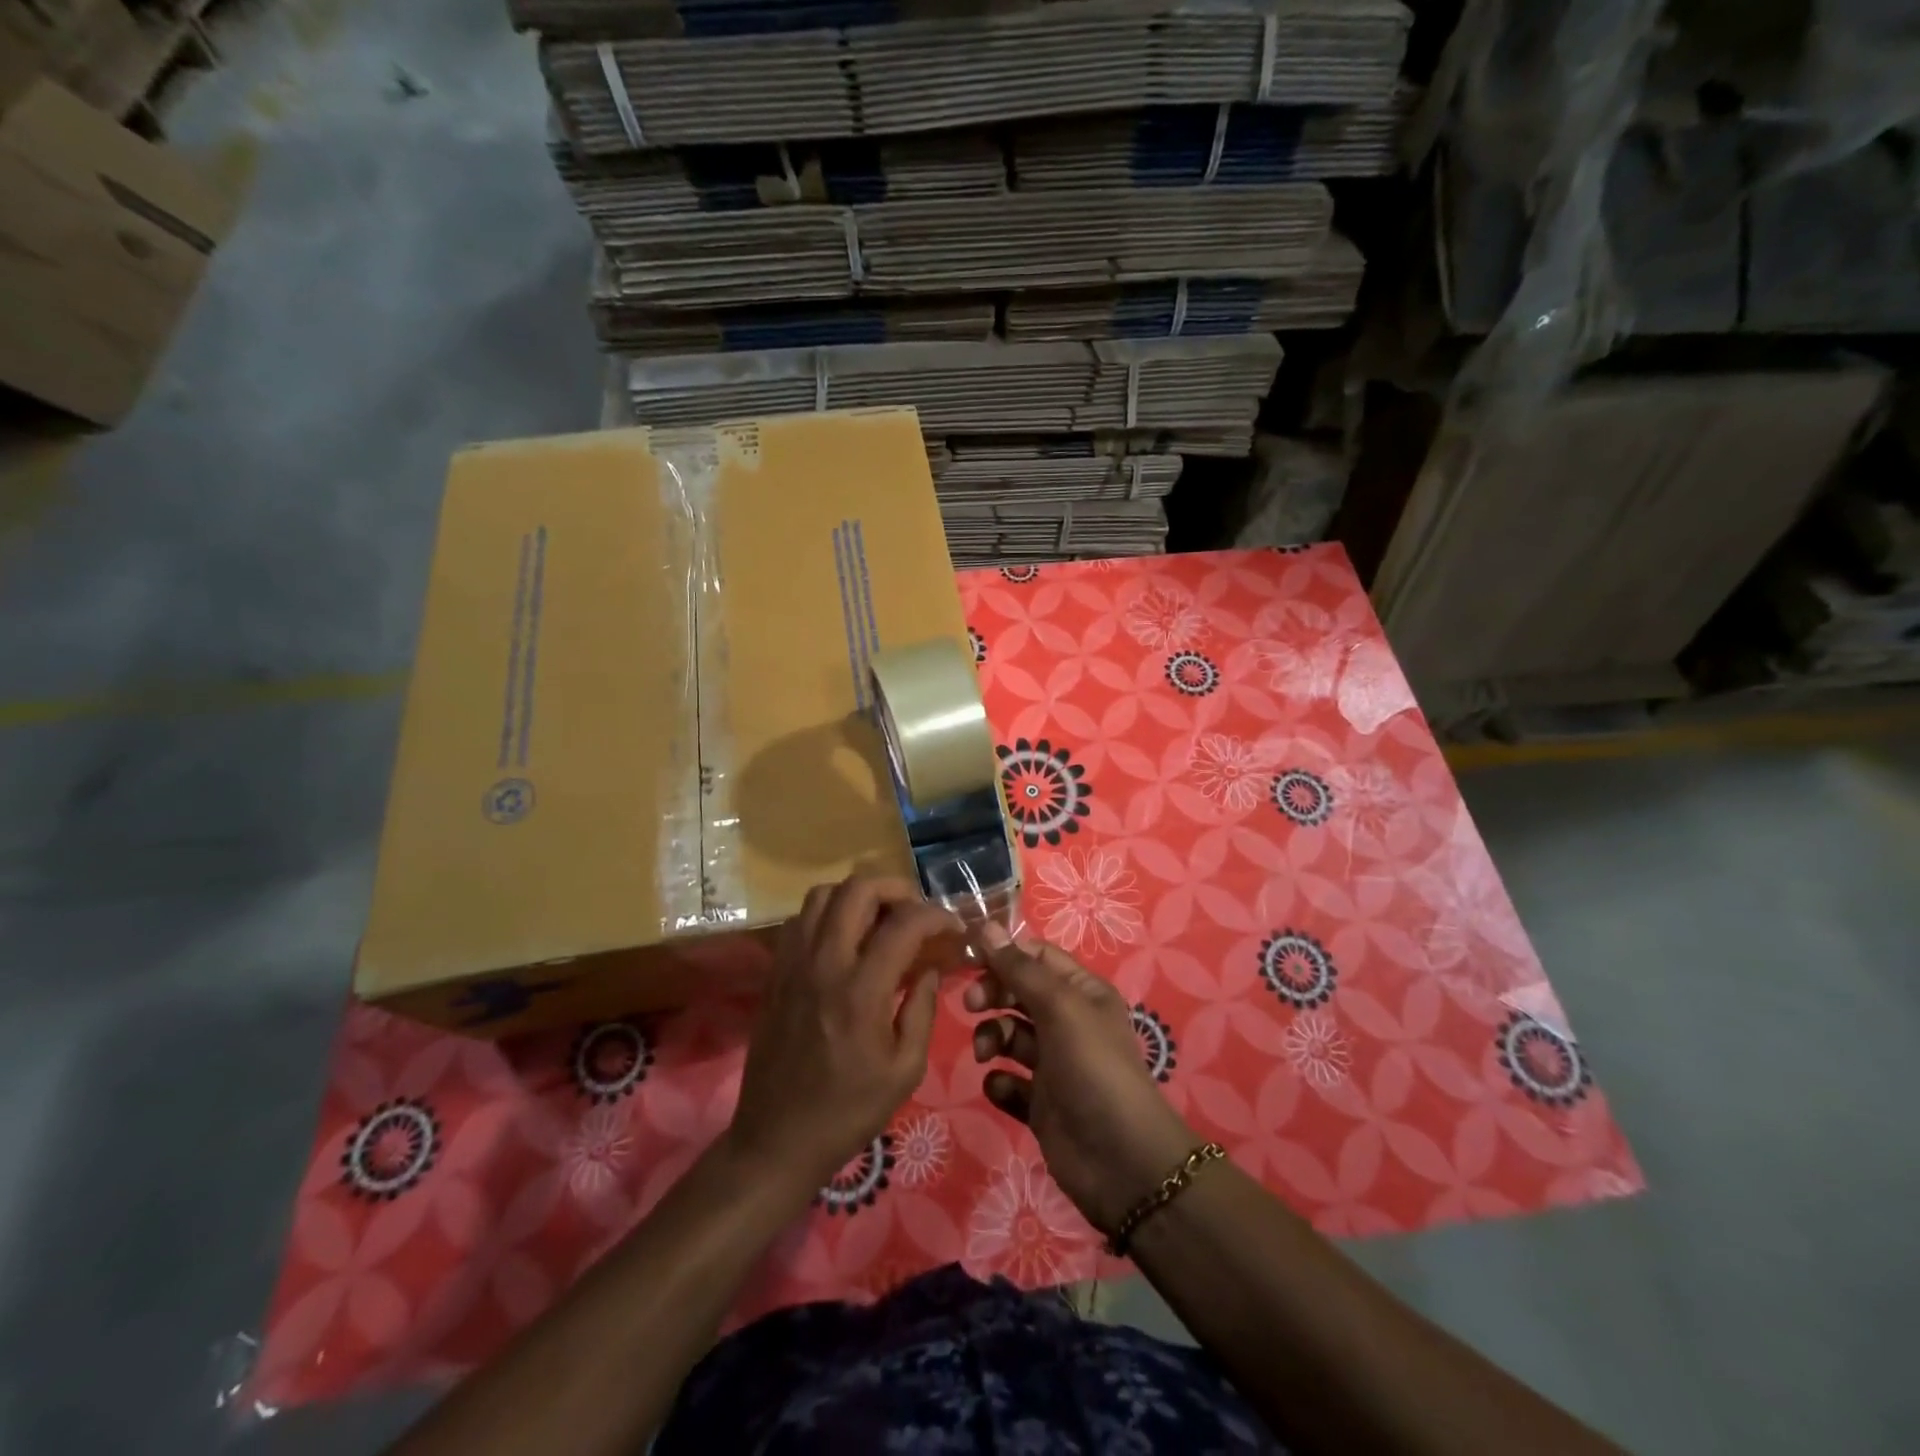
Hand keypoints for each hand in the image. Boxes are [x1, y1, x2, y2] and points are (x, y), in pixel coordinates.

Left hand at [728, 877, 960, 1200]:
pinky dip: (828, 913)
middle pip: (858, 888)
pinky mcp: (775, 971)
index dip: (937, 916)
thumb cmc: (849, 1110)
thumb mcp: (905, 1069)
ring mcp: (794, 962)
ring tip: (880, 919)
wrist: (777, 1139)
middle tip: (916, 912)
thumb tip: (930, 966)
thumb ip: (922, 1008)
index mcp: (861, 990)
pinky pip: (801, 919)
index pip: (905, 923)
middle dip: (896, 888)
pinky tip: (845, 939)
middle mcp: (824, 963)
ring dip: (858, 895)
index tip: (954, 929)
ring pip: (823, 894)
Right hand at [966, 922, 1198, 1236]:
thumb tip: (984, 925)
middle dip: (992, 994)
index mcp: (1081, 992)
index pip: (1036, 956)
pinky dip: (1000, 1082)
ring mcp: (1054, 1065)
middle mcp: (1068, 1023)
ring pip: (1009, 1036)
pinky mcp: (1040, 1104)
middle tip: (971, 1005)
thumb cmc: (1093, 1068)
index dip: (1004, 954)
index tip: (968, 960)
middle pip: (1018, 993)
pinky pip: (1009, 1082)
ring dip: (992, 1038)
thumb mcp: (1060, 1007)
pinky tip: (1003, 1088)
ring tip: (987, 1054)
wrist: (1121, 1162)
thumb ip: (1019, 968)